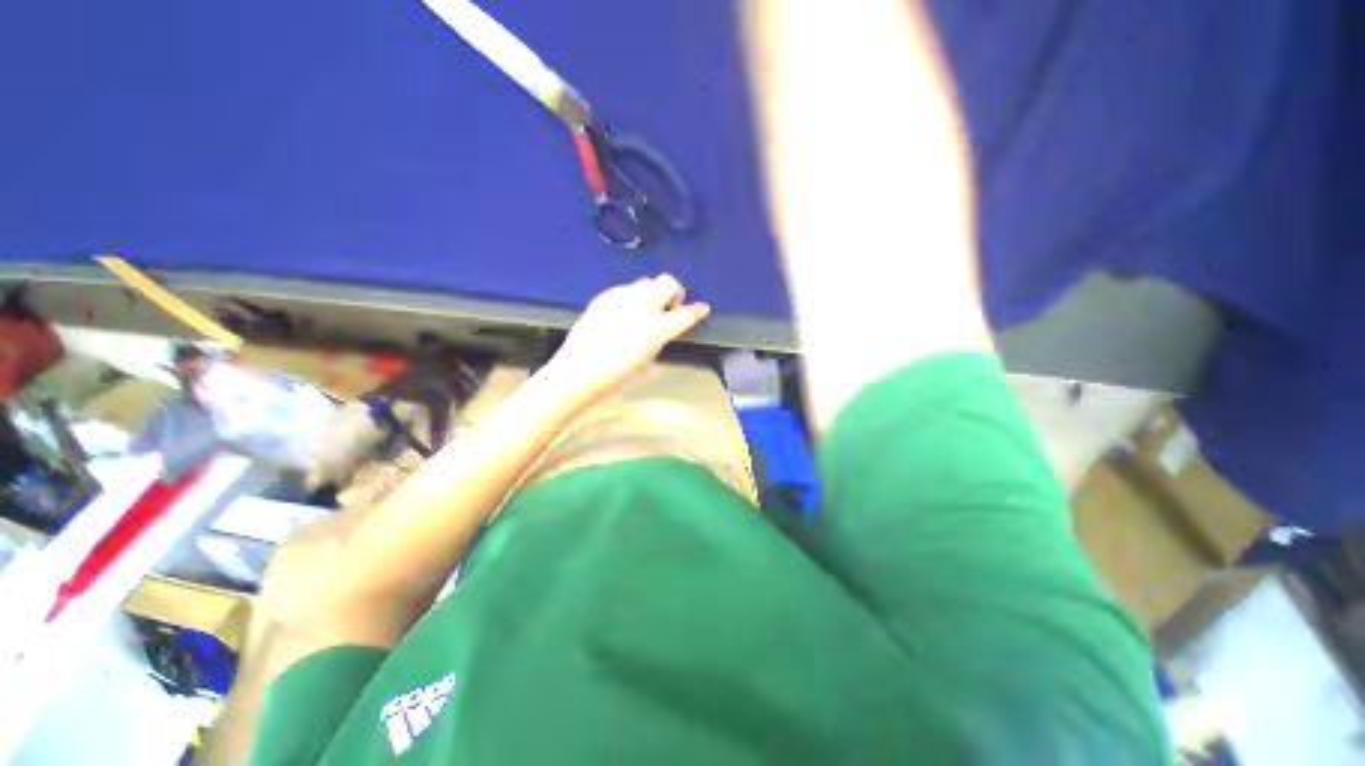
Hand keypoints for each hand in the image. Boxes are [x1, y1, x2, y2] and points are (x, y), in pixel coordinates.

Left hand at [545, 274, 710, 403]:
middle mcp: (642, 306)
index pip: (686, 313)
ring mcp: (621, 298)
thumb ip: (659, 339)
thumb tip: (662, 328)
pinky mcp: (604, 297)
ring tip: (645, 310)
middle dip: (675, 291)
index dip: (697, 310)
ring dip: (652, 293)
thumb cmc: (617, 374)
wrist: (579, 370)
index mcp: (657, 328)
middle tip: (671, 306)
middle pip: (668, 282)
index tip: (702, 309)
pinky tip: (623, 313)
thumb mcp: (647, 360)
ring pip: (646, 282)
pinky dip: (631, 298)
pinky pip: (625, 289)